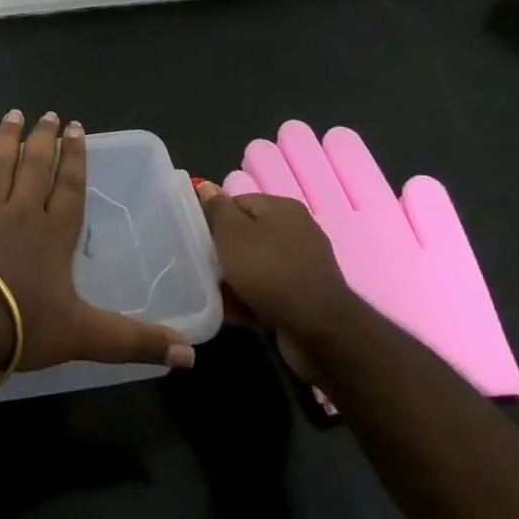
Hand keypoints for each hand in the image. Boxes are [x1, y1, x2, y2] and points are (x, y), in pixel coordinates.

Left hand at [0, 110, 195, 375]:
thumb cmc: (25, 325)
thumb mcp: (87, 337)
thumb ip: (135, 341)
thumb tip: (190, 356)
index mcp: (54, 233)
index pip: (70, 186)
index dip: (75, 157)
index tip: (76, 128)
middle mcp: (21, 213)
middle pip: (36, 167)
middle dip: (44, 139)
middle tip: (48, 114)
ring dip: (7, 139)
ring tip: (14, 114)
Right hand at [193, 177, 357, 381]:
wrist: (319, 331)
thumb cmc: (270, 272)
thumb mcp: (232, 234)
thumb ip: (217, 209)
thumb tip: (206, 186)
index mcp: (283, 208)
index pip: (237, 202)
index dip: (215, 218)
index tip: (199, 239)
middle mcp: (297, 231)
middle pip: (247, 234)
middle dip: (224, 251)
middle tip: (203, 265)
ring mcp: (304, 265)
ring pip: (256, 265)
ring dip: (235, 278)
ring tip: (214, 293)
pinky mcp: (305, 296)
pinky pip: (269, 290)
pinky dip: (251, 298)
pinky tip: (233, 312)